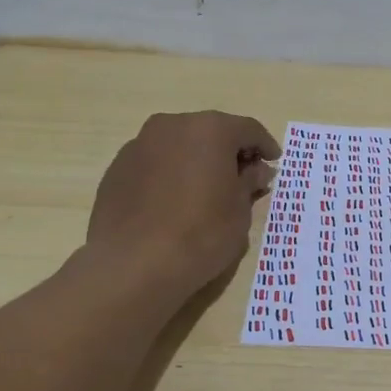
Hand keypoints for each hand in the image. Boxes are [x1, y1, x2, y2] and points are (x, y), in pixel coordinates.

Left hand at [87, 110, 279, 298]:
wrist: (133, 264)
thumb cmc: (201, 234)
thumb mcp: (240, 211)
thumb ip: (249, 182)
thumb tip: (256, 170)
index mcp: (210, 130)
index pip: (248, 129)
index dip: (265, 146)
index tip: (273, 163)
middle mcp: (172, 126)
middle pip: (210, 132)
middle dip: (229, 151)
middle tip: (242, 177)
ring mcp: (139, 145)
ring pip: (179, 146)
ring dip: (196, 161)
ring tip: (206, 190)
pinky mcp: (117, 169)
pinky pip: (154, 164)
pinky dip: (170, 174)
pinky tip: (174, 202)